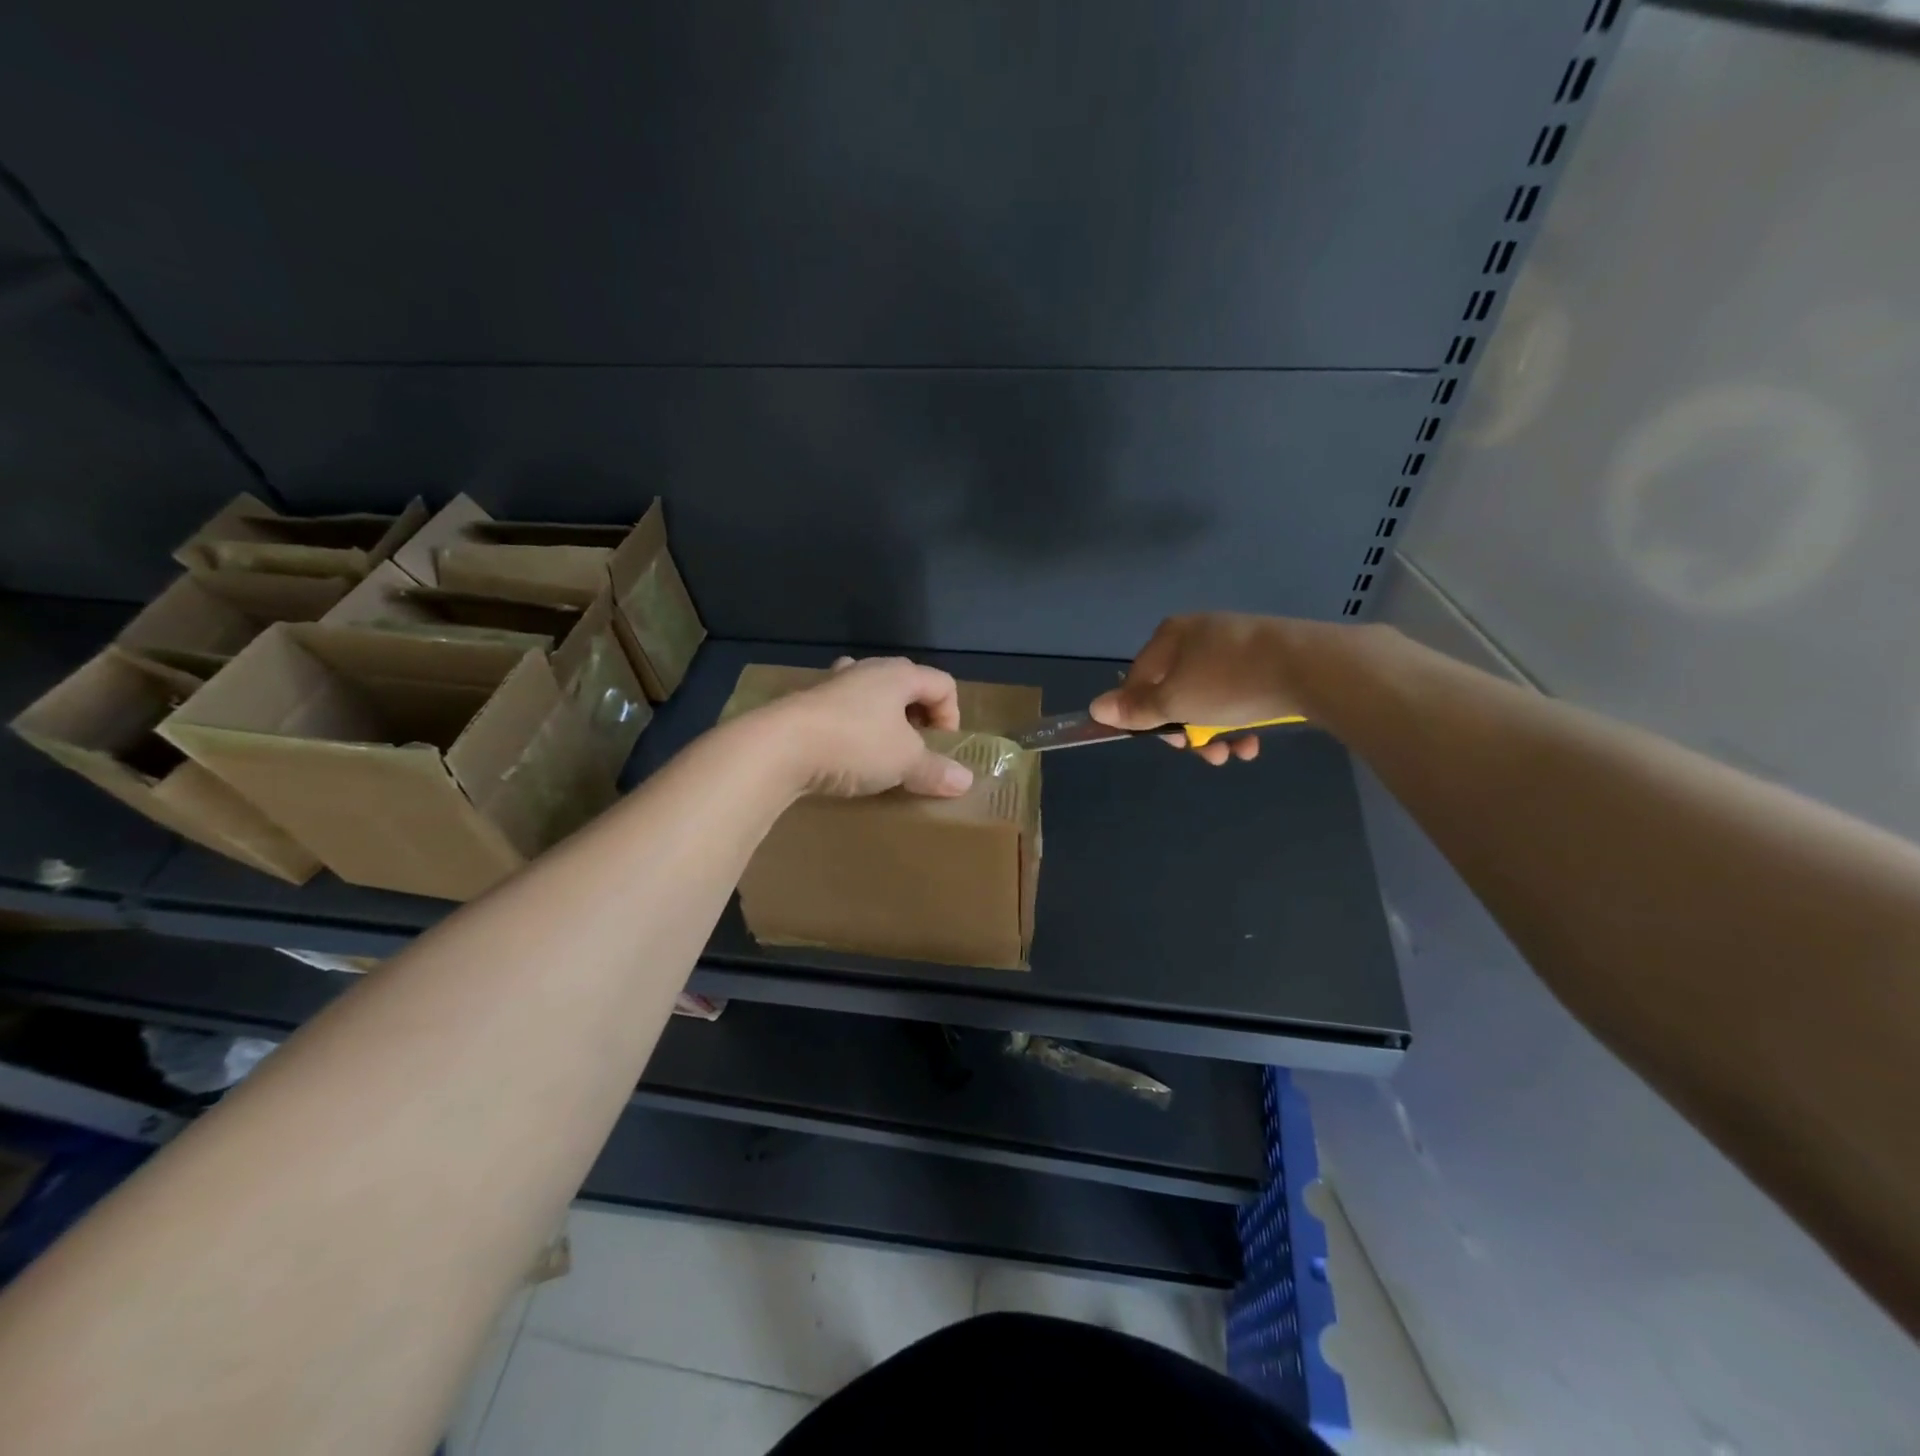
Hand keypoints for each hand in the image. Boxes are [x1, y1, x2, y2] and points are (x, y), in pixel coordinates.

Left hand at [767, 656, 973, 797]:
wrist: (779, 747)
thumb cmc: (855, 744)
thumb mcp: (905, 762)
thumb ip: (936, 770)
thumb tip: (965, 781)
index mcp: (899, 674)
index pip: (942, 684)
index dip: (951, 716)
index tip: (940, 749)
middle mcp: (867, 669)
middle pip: (907, 684)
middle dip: (918, 716)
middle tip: (914, 748)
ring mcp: (833, 682)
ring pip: (871, 693)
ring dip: (882, 719)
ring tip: (880, 749)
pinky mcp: (806, 702)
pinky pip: (842, 708)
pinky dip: (851, 726)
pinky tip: (843, 751)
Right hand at [1090, 613, 1303, 765]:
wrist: (1314, 668)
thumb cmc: (1231, 683)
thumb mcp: (1175, 702)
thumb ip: (1135, 709)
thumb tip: (1094, 709)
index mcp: (1173, 636)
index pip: (1140, 679)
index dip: (1144, 715)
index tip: (1165, 740)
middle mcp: (1201, 635)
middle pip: (1176, 692)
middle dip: (1188, 730)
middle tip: (1203, 752)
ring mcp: (1238, 646)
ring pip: (1210, 699)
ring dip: (1216, 733)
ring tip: (1233, 753)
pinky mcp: (1269, 660)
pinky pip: (1241, 694)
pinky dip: (1241, 720)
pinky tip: (1254, 741)